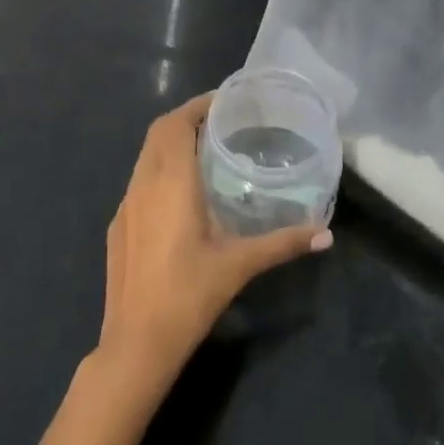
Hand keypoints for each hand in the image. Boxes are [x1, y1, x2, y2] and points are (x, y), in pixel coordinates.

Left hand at [96, 94, 331, 388]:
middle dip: (186, 117)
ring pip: (146, 155)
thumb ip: (283, 243)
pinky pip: (139, 180)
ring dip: (171, 142)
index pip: (176, 124)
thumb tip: (326, 233)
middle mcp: (143, 184)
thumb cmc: (188, 295)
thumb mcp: (240, 264)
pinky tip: (180, 193)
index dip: (198, 105)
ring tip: (204, 148)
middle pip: (158, 132)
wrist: (135, 344)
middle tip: (221, 120)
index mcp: (170, 182)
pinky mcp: (117, 226)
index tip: (225, 100)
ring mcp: (125, 205)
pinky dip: (159, 168)